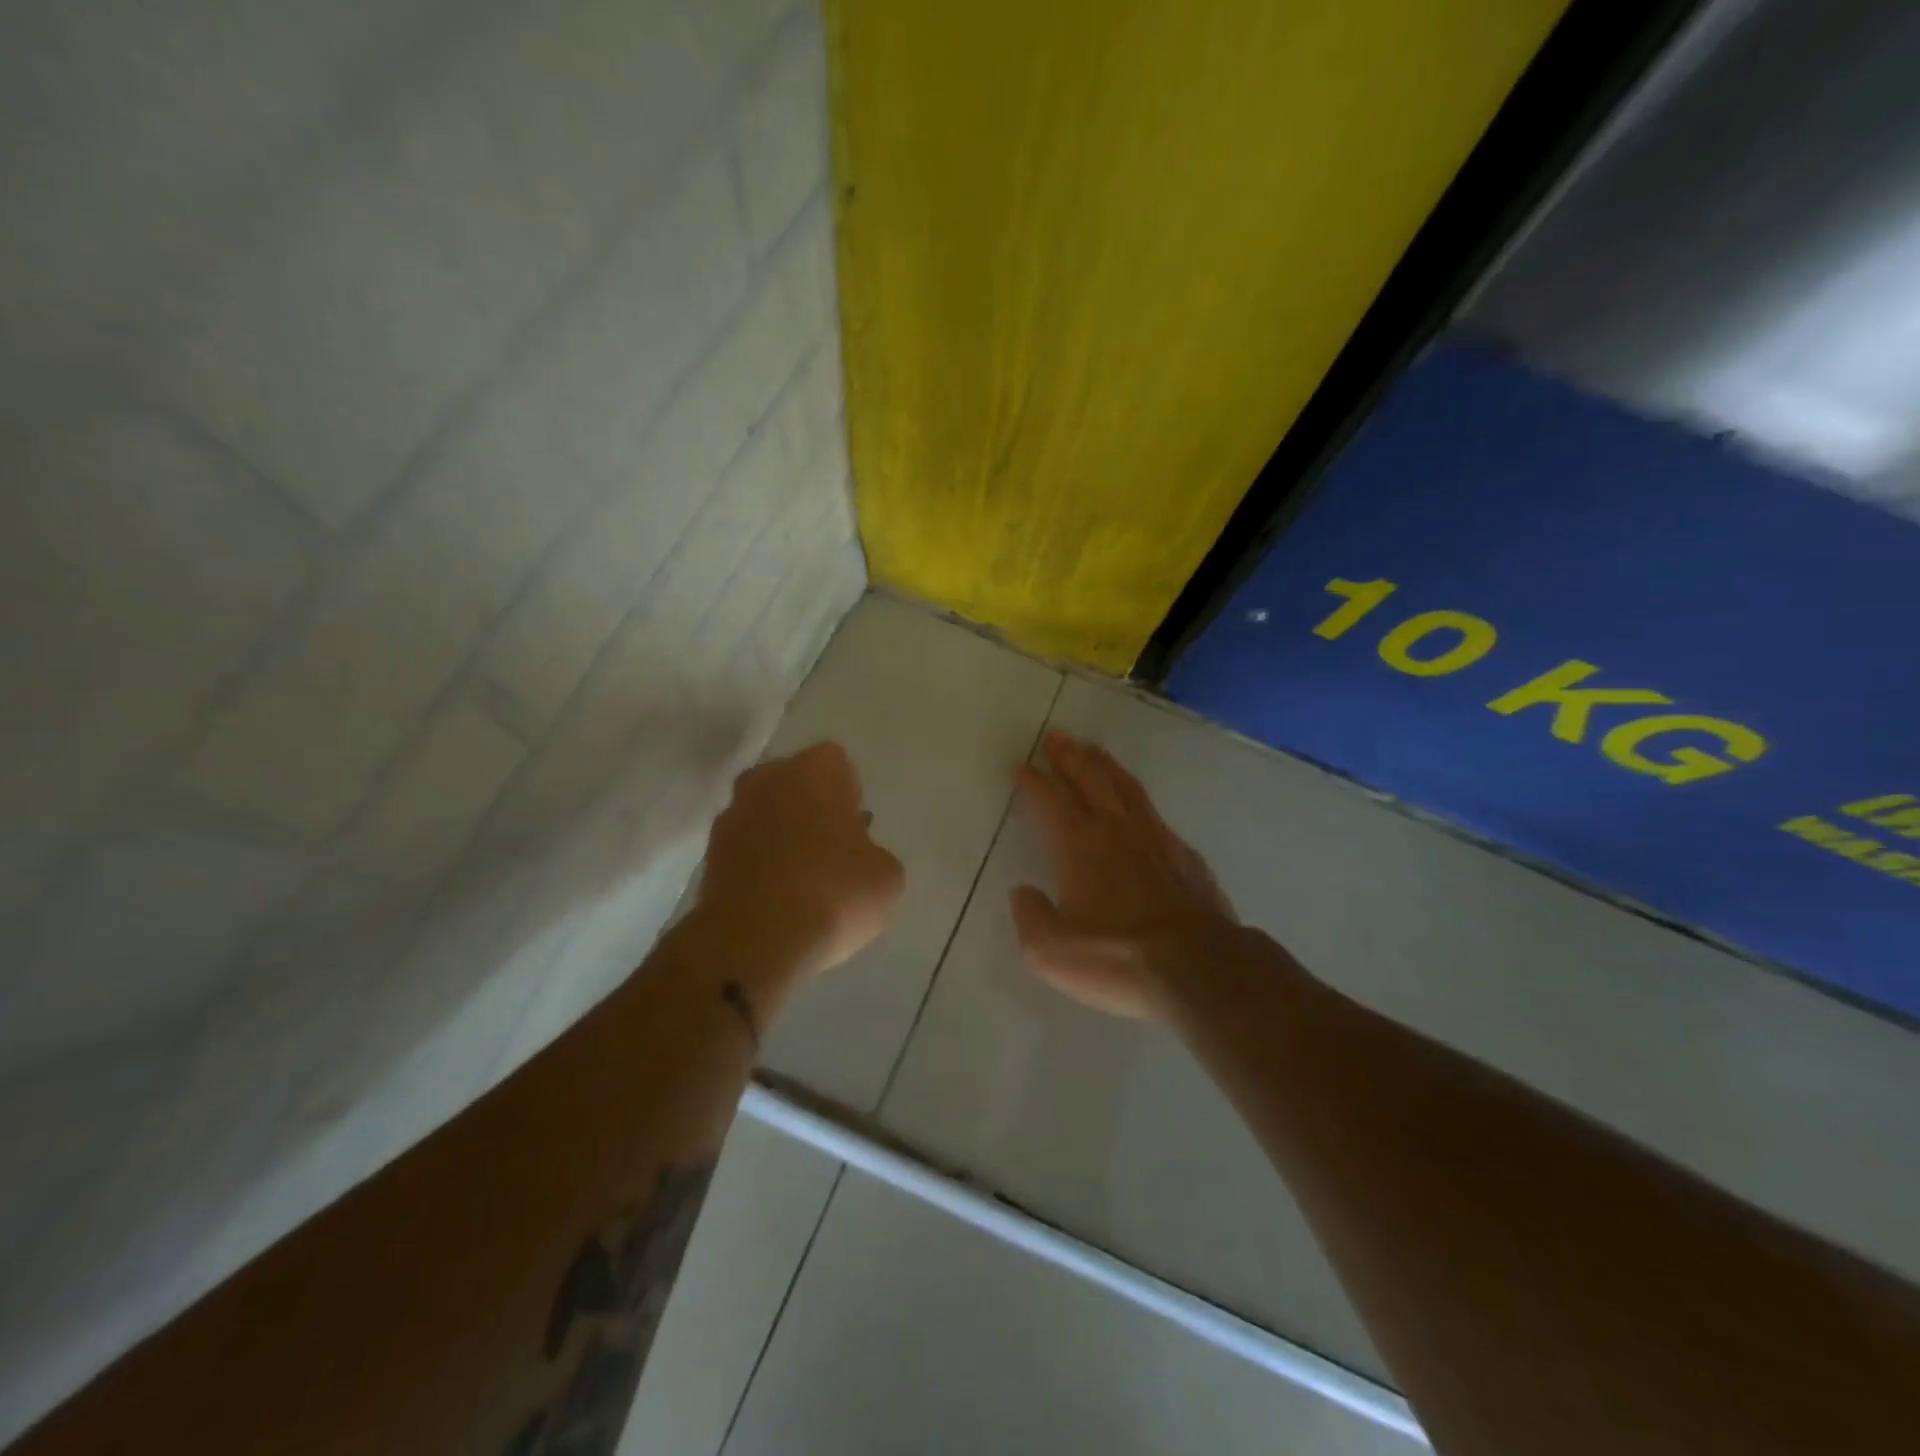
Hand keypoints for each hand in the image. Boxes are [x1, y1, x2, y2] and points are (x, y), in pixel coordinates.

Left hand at [699, 742, 904, 980]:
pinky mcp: (709, 852)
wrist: (753, 942)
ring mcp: (733, 813)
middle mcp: (768, 778)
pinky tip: (778, 895)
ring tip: (804, 877)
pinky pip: (746, 846)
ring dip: (783, 834)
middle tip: (832, 848)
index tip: (856, 826)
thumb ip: (875, 854)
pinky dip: (760, 861)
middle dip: (812, 808)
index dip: (849, 793)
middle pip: (796, 784)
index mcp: (815, 770)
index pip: (837, 763)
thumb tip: (860, 857)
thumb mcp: (886, 877)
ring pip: (767, 813)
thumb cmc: (832, 894)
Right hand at [1010, 732, 1239, 1019]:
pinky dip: (1139, 801)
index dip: (1033, 781)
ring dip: (1106, 766)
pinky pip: (1155, 814)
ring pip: (1125, 788)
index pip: (1050, 800)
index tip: (1023, 766)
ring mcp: (1155, 839)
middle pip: (1090, 779)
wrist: (1198, 969)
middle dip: (1070, 757)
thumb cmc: (1116, 957)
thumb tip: (1023, 893)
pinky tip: (1140, 807)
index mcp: (1077, 845)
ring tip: (1094, 751)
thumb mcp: (1051, 951)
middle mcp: (1115, 830)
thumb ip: (1030, 917)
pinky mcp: (1185, 857)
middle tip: (1057, 737)